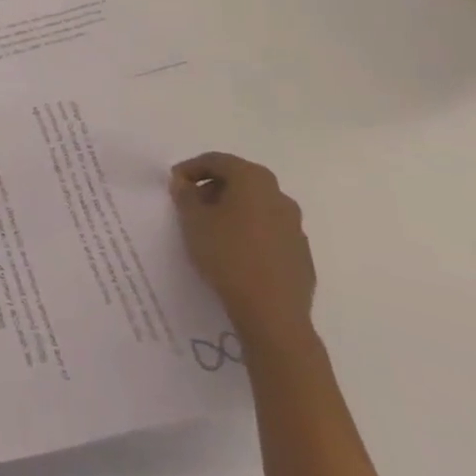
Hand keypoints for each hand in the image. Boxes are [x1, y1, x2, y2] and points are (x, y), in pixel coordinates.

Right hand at [171, 152, 315, 346]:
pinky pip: (269, 232)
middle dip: (213, 188)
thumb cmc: (228, 255)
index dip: (191, 168)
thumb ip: (185, 194)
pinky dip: (250, 232)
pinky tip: (235, 251)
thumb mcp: (193, 219)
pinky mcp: (301, 255)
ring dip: (233, 210)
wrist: (273, 314)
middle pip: (240, 181)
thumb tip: (184, 183)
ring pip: (257, 207)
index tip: (175, 182)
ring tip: (211, 229)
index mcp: (254, 180)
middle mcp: (280, 197)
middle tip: (191, 203)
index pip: (218, 161)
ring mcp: (295, 227)